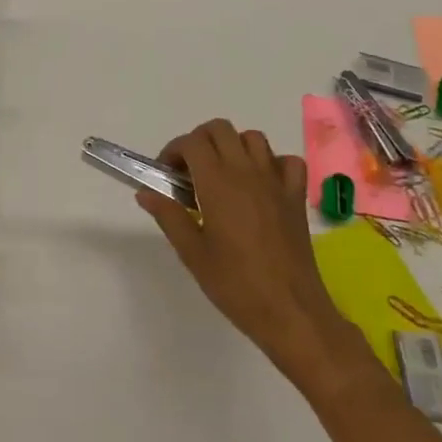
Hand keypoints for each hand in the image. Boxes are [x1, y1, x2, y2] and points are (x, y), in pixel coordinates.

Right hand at [138, 119, 358, 386]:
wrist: (291, 312)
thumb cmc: (236, 285)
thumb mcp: (192, 253)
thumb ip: (169, 216)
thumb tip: (145, 193)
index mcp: (217, 183)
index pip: (192, 142)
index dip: (174, 151)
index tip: (167, 175)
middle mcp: (247, 172)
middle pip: (220, 129)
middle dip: (200, 141)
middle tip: (190, 172)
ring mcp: (276, 182)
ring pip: (253, 138)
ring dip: (233, 147)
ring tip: (223, 176)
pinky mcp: (296, 197)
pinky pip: (287, 161)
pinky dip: (272, 163)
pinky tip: (261, 185)